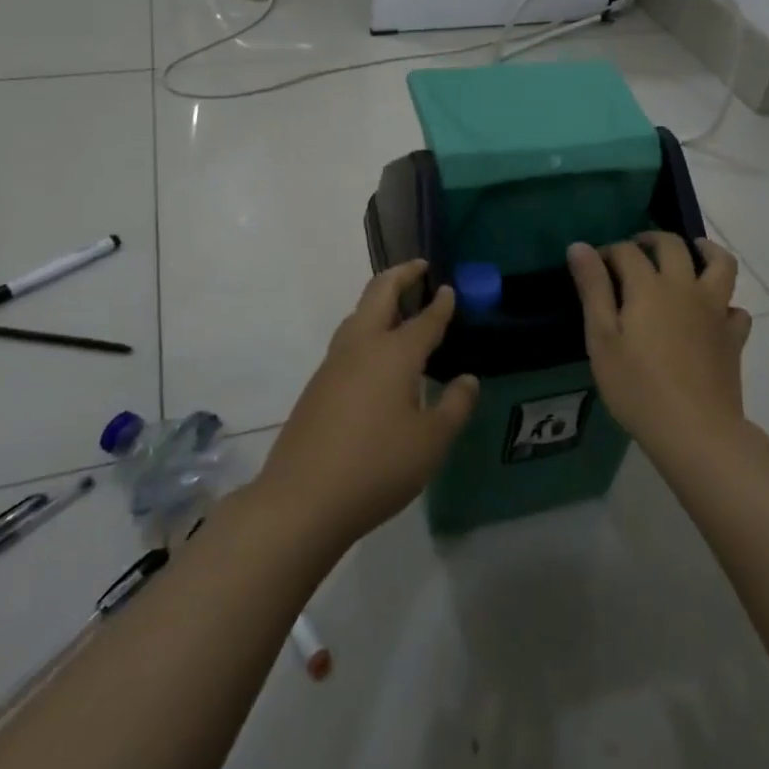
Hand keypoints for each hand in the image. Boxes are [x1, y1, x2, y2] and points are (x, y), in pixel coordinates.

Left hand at [253, 261, 478, 548]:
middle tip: (419, 267)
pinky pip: (347, 341)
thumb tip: (467, 380)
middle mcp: (362, 347)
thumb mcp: (431, 442)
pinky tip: (375, 356)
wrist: (301, 500)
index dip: (441, 303)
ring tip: (399, 306)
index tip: (450, 288)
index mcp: (394, 353)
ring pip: (357, 315)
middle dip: (400, 275)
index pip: (425, 319)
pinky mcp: (317, 385)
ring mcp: (333, 364)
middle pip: (379, 293)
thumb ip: (454, 406)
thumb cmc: (377, 467)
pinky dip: (366, 328)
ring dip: (379, 300)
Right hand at [566, 234, 752, 466]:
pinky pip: (735, 308)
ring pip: (720, 264)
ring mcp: (715, 311)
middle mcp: (685, 287)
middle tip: (636, 249)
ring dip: (705, 250)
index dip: (608, 252)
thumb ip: (592, 289)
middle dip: (651, 240)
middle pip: (673, 246)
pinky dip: (725, 303)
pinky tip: (713, 313)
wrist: (696, 430)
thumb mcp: (602, 338)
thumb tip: (579, 246)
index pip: (627, 252)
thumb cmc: (637, 387)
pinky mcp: (734, 336)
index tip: (594, 265)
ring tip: (692, 252)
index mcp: (649, 286)